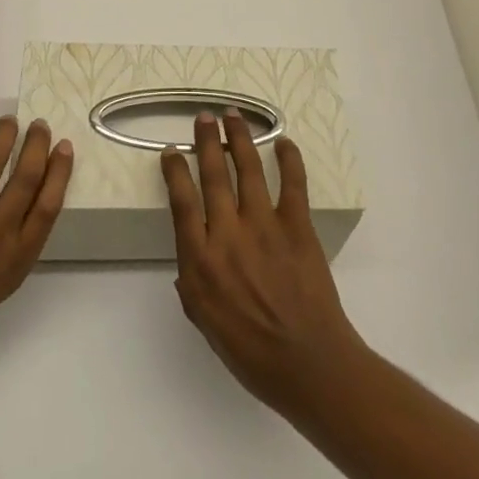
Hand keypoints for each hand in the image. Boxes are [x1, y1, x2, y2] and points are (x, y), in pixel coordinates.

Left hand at [0, 116, 72, 382]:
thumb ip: (5, 255)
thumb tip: (9, 224)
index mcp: (15, 259)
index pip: (48, 205)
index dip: (59, 171)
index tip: (64, 148)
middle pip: (26, 176)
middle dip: (36, 145)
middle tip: (39, 126)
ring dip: (3, 135)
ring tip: (7, 122)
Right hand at [162, 109, 366, 413]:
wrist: (307, 363)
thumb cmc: (251, 351)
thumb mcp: (205, 323)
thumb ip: (192, 283)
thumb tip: (190, 257)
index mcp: (200, 261)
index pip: (182, 202)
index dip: (175, 171)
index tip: (171, 151)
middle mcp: (228, 234)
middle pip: (212, 175)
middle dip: (206, 141)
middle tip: (203, 117)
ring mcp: (264, 225)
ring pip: (247, 169)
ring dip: (239, 138)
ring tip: (233, 115)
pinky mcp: (296, 225)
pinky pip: (292, 182)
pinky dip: (289, 158)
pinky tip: (283, 141)